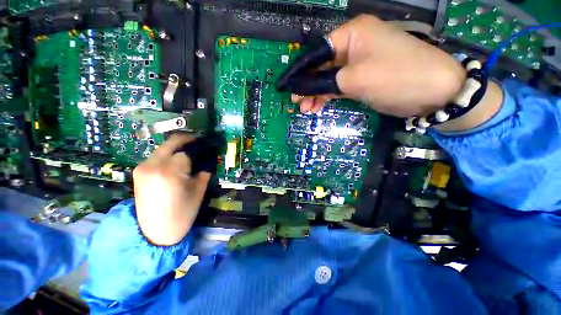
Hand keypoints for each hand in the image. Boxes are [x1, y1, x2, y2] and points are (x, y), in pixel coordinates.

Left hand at [133, 134, 210, 245]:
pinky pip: (157, 156)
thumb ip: (204, 171)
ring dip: (177, 148)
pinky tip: (177, 161)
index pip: (187, 151)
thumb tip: (208, 158)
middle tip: (200, 141)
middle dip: (187, 139)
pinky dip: (169, 155)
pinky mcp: (138, 171)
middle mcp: (153, 165)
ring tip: (190, 153)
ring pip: (164, 148)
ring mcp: (142, 167)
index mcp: (170, 172)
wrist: (154, 233)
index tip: (207, 148)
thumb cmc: (182, 214)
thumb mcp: (199, 191)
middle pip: (172, 143)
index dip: (199, 148)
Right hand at [282, 14, 466, 116]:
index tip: (287, 87)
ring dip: (315, 94)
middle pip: (321, 66)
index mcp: (351, 34)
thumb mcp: (354, 79)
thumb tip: (301, 88)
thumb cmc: (395, 77)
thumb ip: (324, 83)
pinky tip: (318, 106)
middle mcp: (353, 45)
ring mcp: (357, 63)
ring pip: (328, 78)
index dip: (299, 71)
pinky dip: (327, 96)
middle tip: (297, 102)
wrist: (432, 92)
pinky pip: (337, 86)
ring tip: (306, 109)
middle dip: (307, 85)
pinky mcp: (361, 78)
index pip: (317, 52)